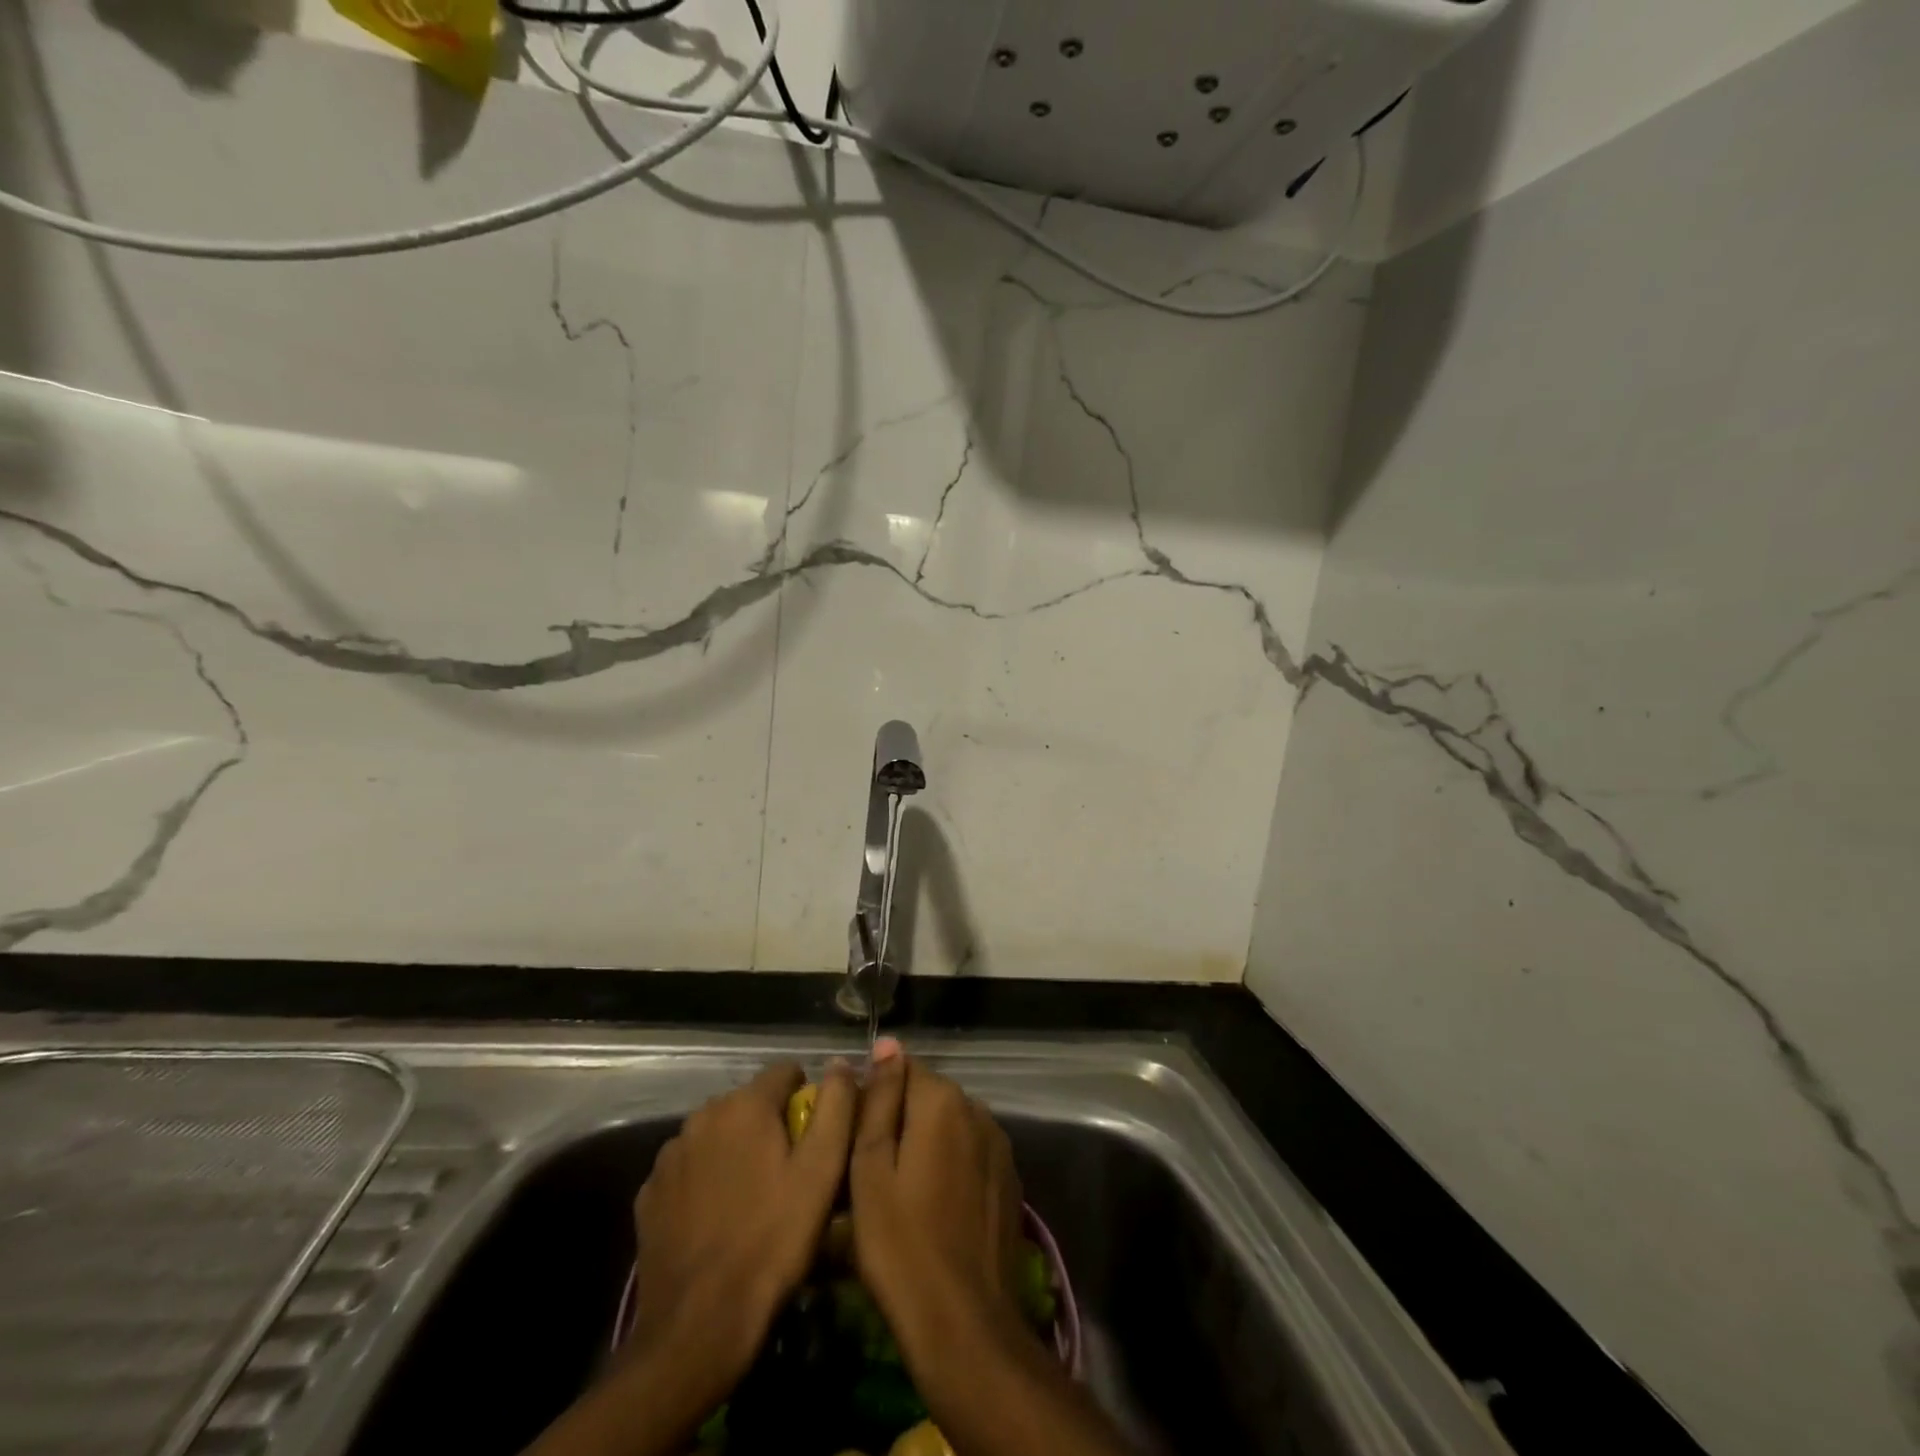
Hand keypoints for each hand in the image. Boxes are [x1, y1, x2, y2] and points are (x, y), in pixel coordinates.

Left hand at [628, 1061, 855, 1372]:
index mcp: (746, 1105)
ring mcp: (670, 1155)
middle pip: (750, 1103)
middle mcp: (703, 1116)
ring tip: (754, 1199)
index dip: (807, 1098)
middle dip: (771, 1126)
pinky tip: (718, 1220)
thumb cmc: (773, 1242)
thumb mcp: (822, 1171)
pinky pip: (689, 1169)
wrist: (698, 1327)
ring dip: (737, 1151)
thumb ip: (836, 1106)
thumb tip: (840, 1064)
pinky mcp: (649, 1194)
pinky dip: (705, 1181)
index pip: (786, 1072)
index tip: (816, 1137)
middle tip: (789, 1174)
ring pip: (718, 1135)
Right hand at [848, 1045, 1029, 1369]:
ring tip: (901, 1192)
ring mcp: (999, 1145)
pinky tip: (934, 1208)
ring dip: (927, 1143)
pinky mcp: (1009, 1179)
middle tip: (872, 1171)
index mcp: (943, 1101)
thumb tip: (887, 1044)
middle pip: (929, 1096)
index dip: (875, 1097)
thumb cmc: (900, 1245)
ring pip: (951, 1126)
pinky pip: (971, 1154)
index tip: (856, 1136)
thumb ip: (879, 1099)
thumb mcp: (870, 1168)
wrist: (964, 1324)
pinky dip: (951, 1167)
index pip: (903, 1069)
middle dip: (901, 1119)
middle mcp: (978, 1110)